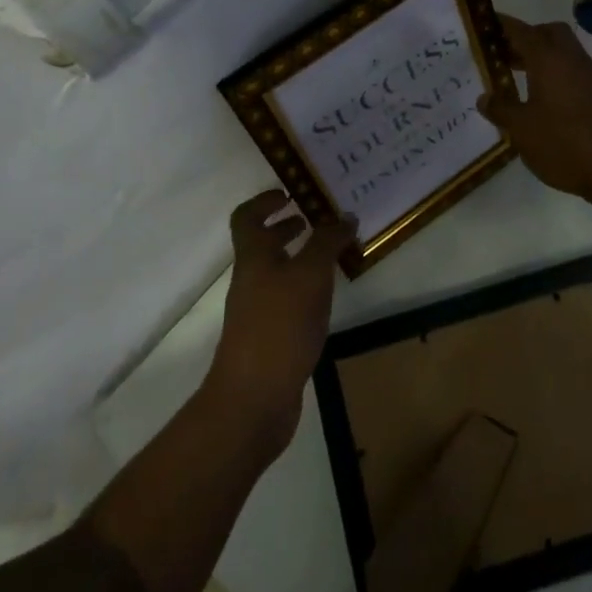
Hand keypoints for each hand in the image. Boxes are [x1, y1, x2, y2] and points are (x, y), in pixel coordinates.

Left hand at [204, 190, 358, 455]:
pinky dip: (305, 290)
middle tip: (318, 220)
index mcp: (253, 258)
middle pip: (261, 244)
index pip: (246, 217)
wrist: (254, 399)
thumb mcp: (310, 275)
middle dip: (286, 228)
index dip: (264, 201)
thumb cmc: (279, 326)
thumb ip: (327, 242)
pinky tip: (328, 299)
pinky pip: (287, 300)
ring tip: (333, 257)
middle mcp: (251, 280)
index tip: (290, 193)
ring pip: (277, 273)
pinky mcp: (270, 338)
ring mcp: (258, 312)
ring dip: (300, 259)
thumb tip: (345, 216)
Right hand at [478, 14, 591, 204]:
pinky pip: (571, 69)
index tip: (481, 25)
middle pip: (547, 33)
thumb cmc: (563, 143)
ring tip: (514, 76)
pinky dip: (553, 72)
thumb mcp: (521, 129)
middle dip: (525, 37)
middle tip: (501, 54)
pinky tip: (539, 98)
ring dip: (540, 56)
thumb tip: (484, 97)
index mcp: (548, 59)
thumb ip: (501, 108)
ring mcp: (589, 75)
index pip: (521, 30)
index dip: (500, 25)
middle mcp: (571, 58)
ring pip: (562, 51)